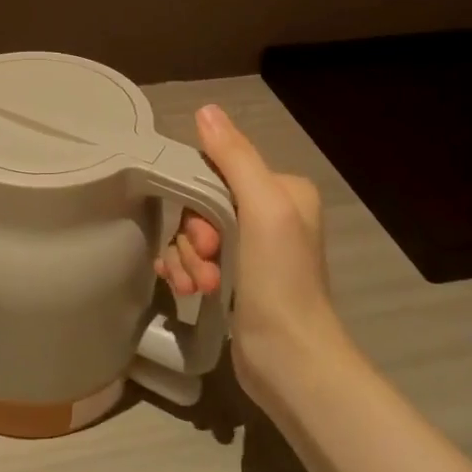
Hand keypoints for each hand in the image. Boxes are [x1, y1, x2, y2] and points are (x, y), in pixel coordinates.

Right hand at [156, 104, 338, 396]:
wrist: (289, 361)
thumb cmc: (280, 279)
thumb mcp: (262, 208)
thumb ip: (234, 157)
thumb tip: (206, 109)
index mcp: (282, 191)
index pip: (219, 171)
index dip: (198, 199)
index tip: (207, 236)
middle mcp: (269, 215)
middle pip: (201, 205)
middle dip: (193, 237)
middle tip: (206, 265)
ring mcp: (251, 250)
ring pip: (193, 234)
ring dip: (187, 259)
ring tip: (198, 287)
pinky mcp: (233, 279)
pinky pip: (192, 258)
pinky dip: (183, 270)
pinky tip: (182, 288)